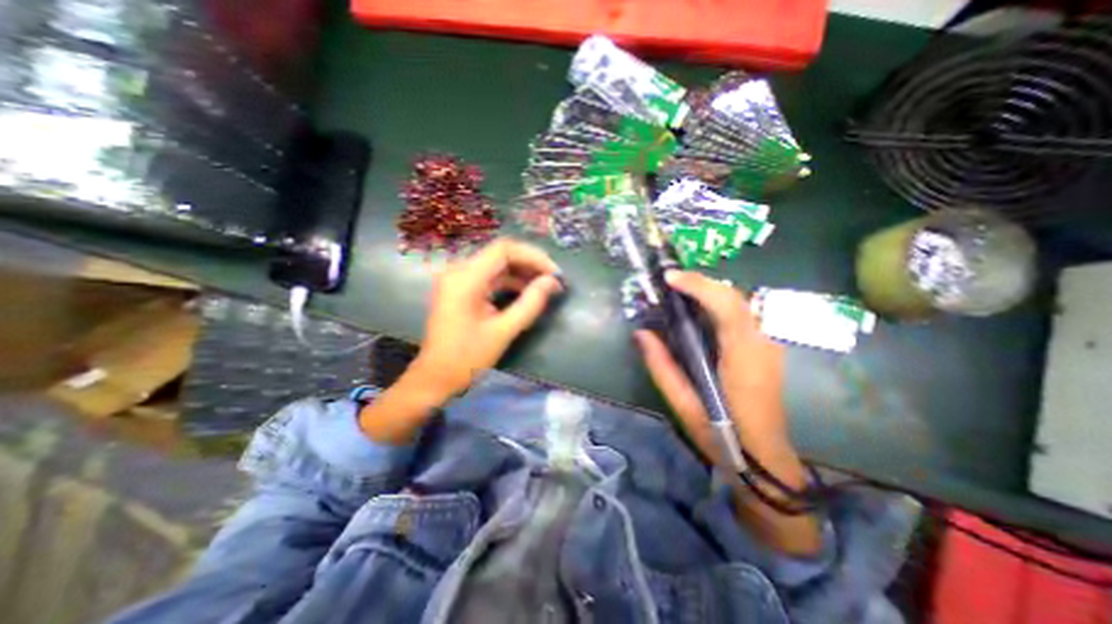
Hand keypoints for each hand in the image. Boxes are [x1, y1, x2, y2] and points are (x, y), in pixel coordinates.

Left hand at [407, 240, 564, 399]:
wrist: (436, 376)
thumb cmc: (467, 358)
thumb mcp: (503, 331)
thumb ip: (530, 303)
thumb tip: (552, 282)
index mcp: (465, 279)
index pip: (504, 249)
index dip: (533, 256)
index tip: (554, 273)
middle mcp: (459, 271)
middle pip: (501, 254)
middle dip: (530, 264)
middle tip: (553, 280)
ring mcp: (459, 279)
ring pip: (497, 265)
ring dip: (522, 273)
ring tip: (545, 287)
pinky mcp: (461, 288)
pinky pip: (490, 277)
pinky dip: (510, 282)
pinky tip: (527, 292)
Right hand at [635, 270, 790, 459]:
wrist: (764, 460)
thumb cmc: (721, 435)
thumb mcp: (683, 403)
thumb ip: (661, 366)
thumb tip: (641, 333)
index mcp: (743, 358)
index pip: (727, 306)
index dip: (699, 285)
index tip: (669, 278)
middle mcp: (761, 343)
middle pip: (735, 297)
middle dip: (701, 283)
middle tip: (670, 282)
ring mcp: (768, 344)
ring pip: (740, 302)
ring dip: (710, 290)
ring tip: (680, 291)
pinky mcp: (766, 348)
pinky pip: (742, 313)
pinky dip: (719, 302)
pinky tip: (700, 309)